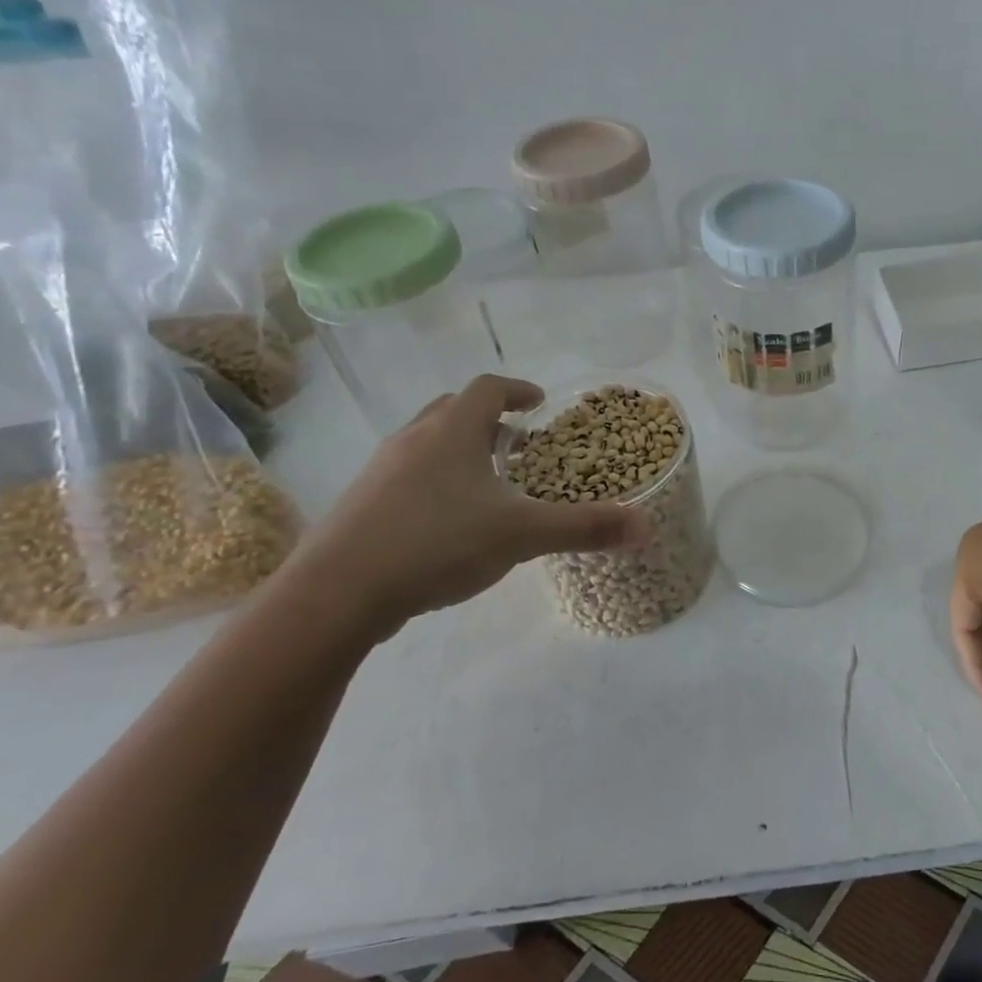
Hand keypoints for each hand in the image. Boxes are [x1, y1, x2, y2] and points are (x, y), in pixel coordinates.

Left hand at [289, 375, 646, 633]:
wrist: (336, 592)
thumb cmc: (436, 544)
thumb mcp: (521, 535)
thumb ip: (584, 528)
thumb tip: (645, 526)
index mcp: (452, 431)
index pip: (488, 388)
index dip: (516, 390)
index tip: (537, 402)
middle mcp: (413, 438)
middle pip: (453, 409)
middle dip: (487, 419)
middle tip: (515, 441)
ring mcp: (380, 470)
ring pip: (425, 441)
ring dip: (457, 448)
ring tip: (485, 480)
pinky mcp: (360, 503)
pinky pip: (404, 474)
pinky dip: (432, 479)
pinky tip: (445, 520)